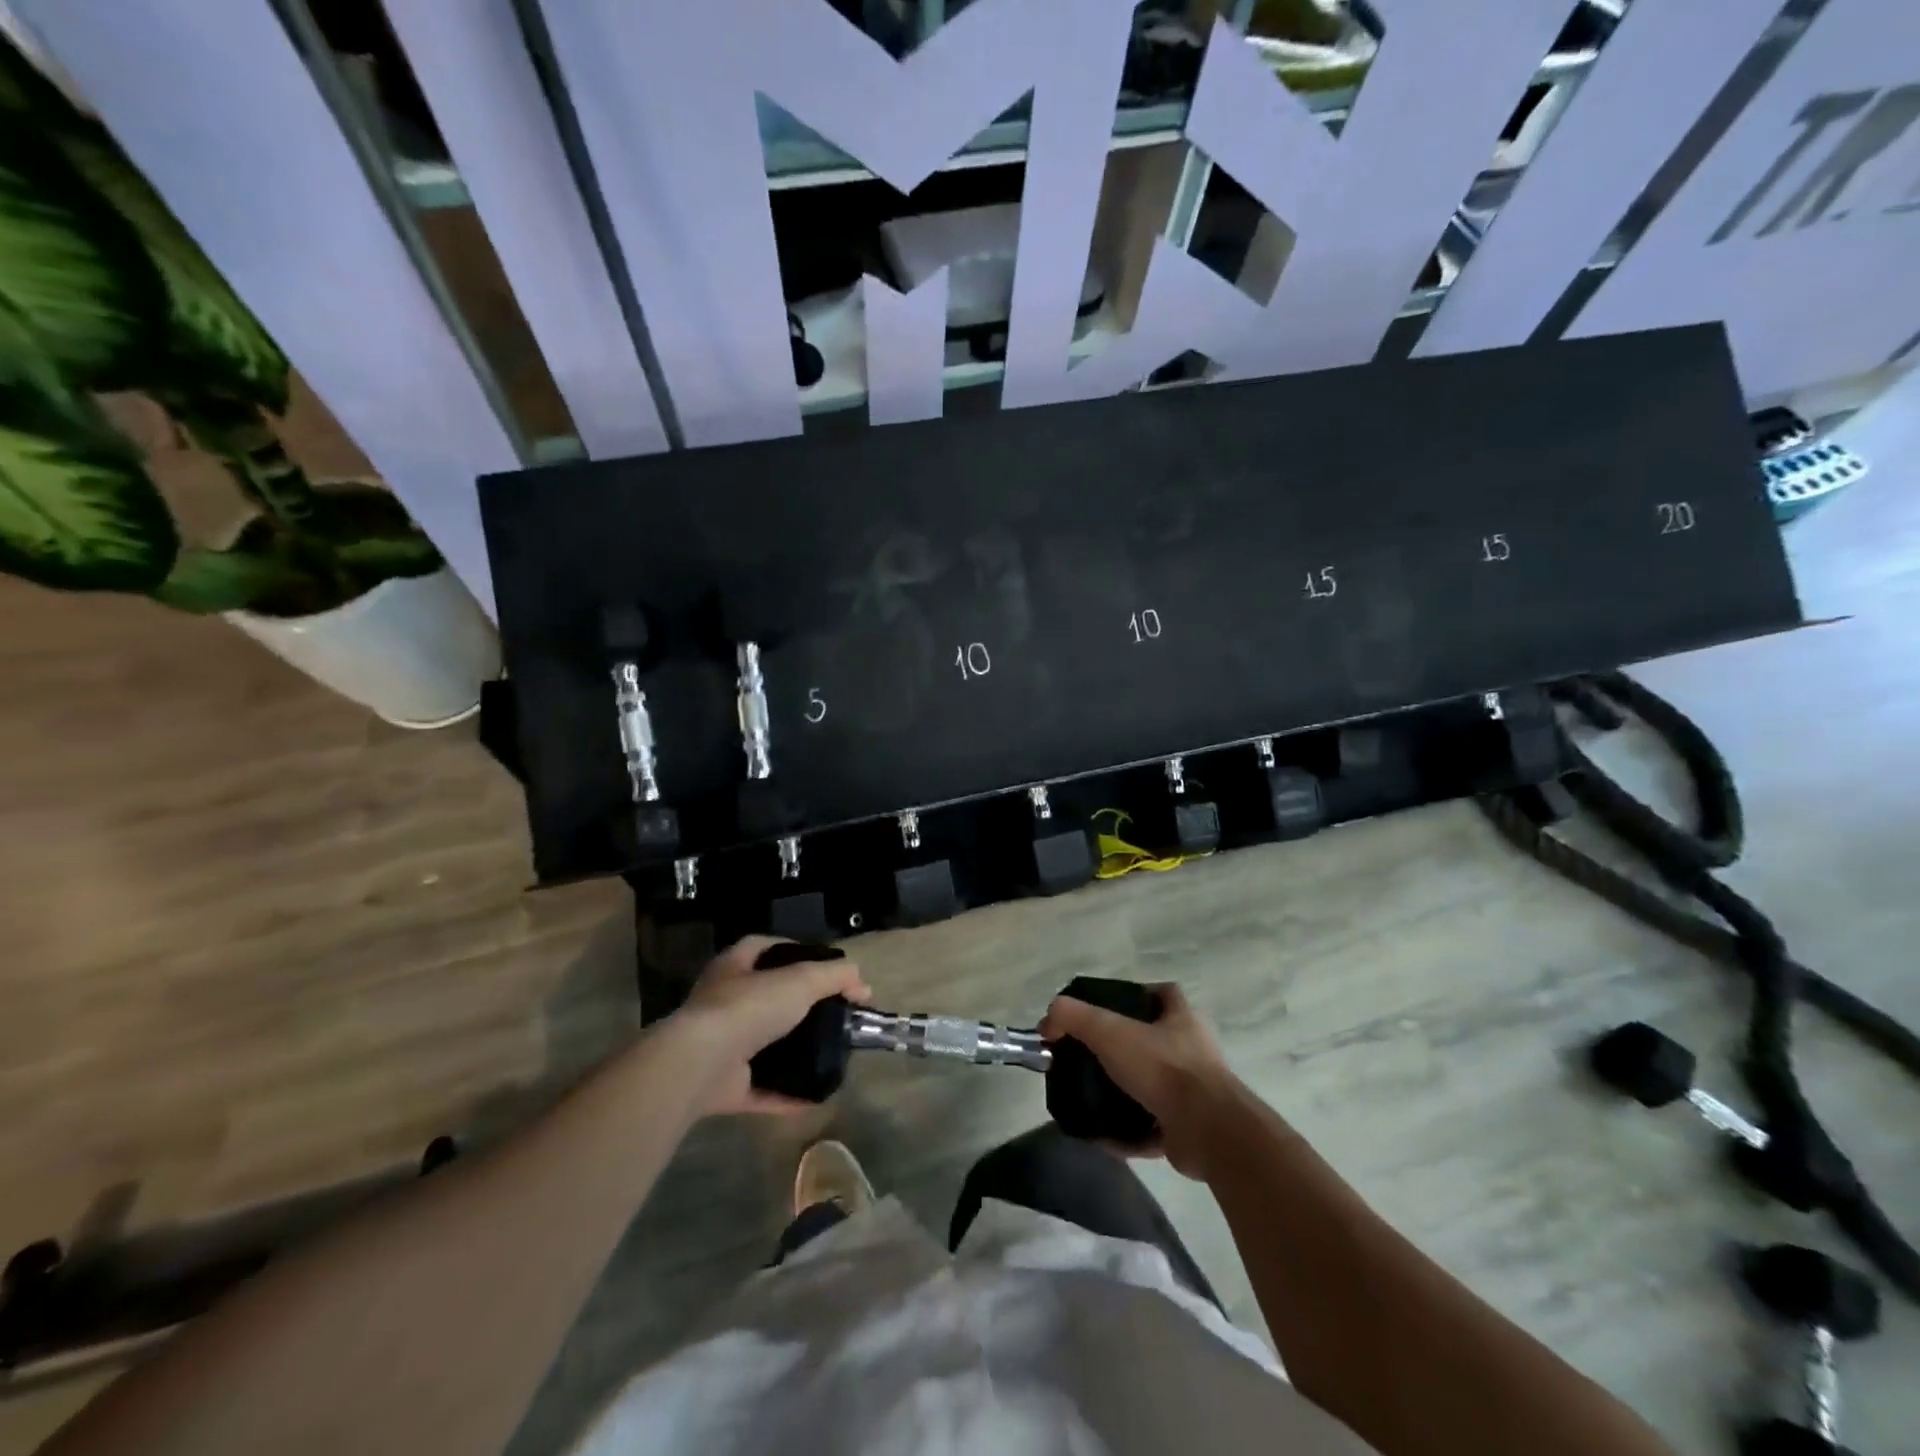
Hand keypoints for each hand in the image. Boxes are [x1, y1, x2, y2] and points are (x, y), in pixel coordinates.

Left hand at [670, 936, 871, 1115]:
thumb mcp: (801, 980)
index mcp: (734, 967)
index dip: (795, 951)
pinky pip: (762, 1087)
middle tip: (834, 1013)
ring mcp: (721, 1044)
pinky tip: (815, 1095)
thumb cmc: (749, 1007)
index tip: (824, 966)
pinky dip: (787, 1093)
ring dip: (793, 1050)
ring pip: (764, 1043)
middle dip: (799, 1005)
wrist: (701, 1063)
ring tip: (830, 1051)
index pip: (765, 947)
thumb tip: (863, 984)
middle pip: (768, 997)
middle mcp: (723, 1001)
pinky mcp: (723, 1084)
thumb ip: (835, 976)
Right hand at [1039, 983, 1244, 1177]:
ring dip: (1122, 1094)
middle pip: (1153, 1042)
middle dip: (1122, 1050)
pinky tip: (1100, 1137)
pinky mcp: (1187, 1130)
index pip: (1162, 995)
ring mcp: (1193, 1093)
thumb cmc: (1163, 1068)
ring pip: (1150, 1087)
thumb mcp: (1109, 1031)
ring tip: (1089, 1097)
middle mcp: (1191, 1051)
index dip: (1136, 996)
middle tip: (1088, 1057)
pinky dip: (1126, 1134)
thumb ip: (1073, 1018)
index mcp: (1181, 1019)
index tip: (1108, 1008)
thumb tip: (1046, 1021)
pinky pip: (1149, 1128)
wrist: (1207, 1131)